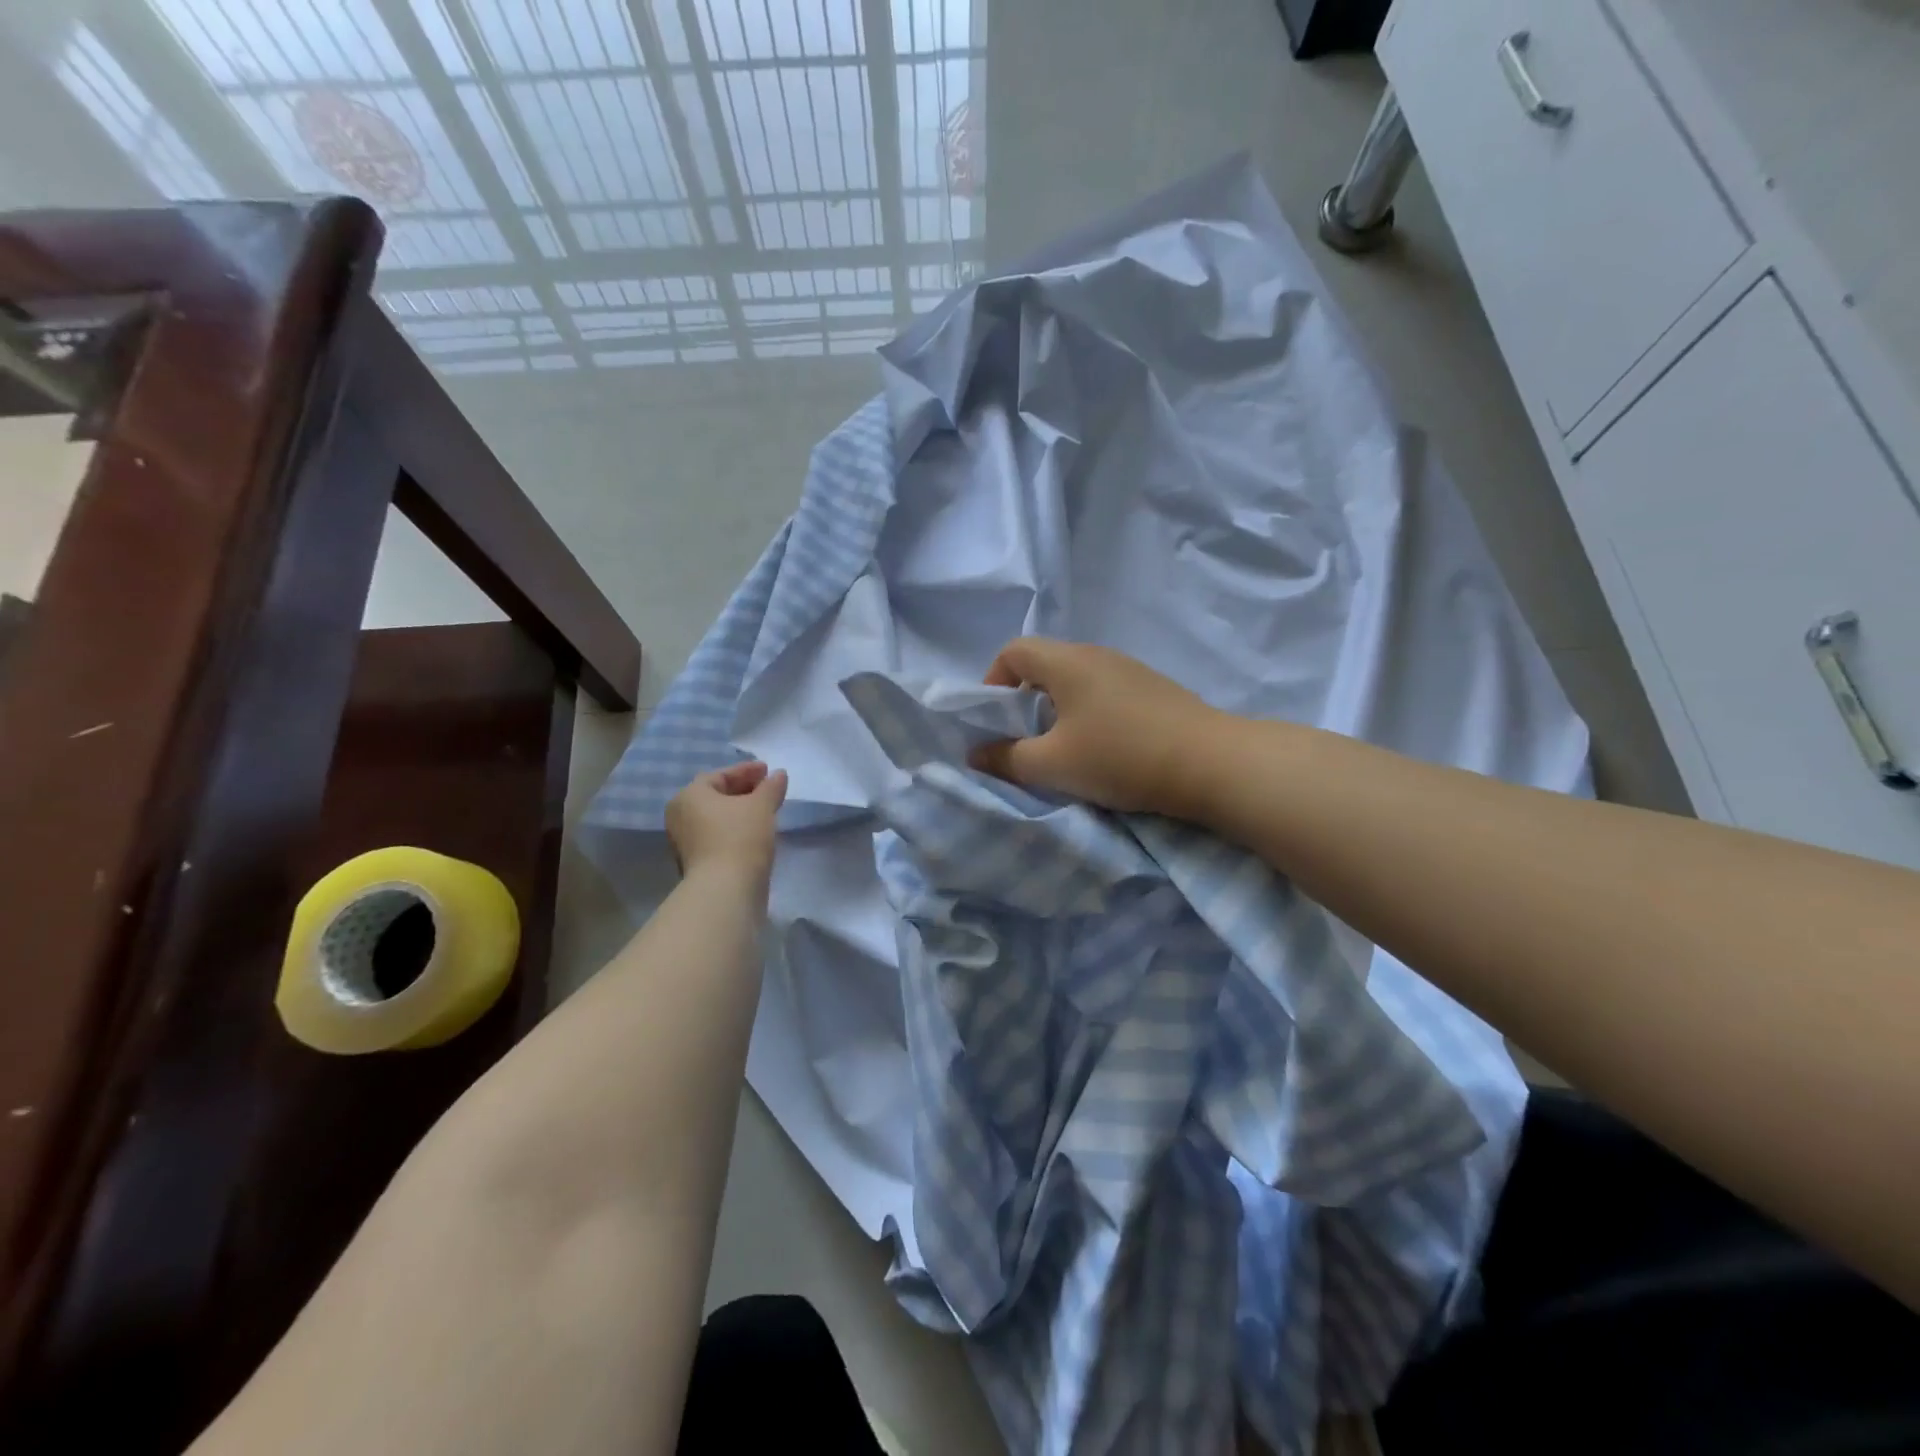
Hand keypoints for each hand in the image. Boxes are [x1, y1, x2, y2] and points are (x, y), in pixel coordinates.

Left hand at [665, 761, 787, 879]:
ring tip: (765, 810)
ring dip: (740, 812)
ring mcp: (685, 842)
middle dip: (743, 790)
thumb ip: (770, 787)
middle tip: (768, 789)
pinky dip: (735, 829)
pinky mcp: (696, 863)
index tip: (768, 770)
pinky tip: (756, 832)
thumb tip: (778, 774)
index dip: (746, 771)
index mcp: (689, 796)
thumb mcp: (761, 806)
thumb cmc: (740, 837)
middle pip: (715, 796)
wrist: (726, 890)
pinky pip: (717, 836)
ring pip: (716, 818)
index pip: (719, 775)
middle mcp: (680, 816)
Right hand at [968, 638, 1218, 815]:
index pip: (1014, 651)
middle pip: (1045, 664)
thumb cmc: (1120, 757)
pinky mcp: (1154, 689)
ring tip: (1064, 749)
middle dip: (1023, 700)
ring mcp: (1130, 670)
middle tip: (1025, 740)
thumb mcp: (1053, 765)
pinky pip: (1104, 692)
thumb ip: (1007, 759)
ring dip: (1057, 710)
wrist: (1211, 764)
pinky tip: (1104, 748)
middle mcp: (1097, 655)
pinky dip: (1088, 713)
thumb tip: (976, 754)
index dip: (993, 682)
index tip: (996, 721)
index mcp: (1067, 662)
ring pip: (1076, 680)